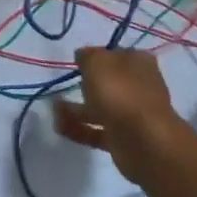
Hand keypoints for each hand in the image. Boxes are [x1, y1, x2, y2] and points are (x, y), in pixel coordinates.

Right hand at [53, 48, 179, 182]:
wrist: (143, 141)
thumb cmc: (120, 92)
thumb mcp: (97, 62)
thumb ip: (87, 56)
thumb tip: (83, 55)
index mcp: (138, 63)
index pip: (116, 54)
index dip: (97, 57)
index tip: (77, 62)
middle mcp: (138, 87)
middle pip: (108, 83)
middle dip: (85, 85)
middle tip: (62, 86)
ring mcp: (131, 115)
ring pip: (100, 108)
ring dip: (76, 109)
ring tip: (53, 108)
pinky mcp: (122, 139)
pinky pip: (96, 131)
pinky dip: (78, 128)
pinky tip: (58, 126)